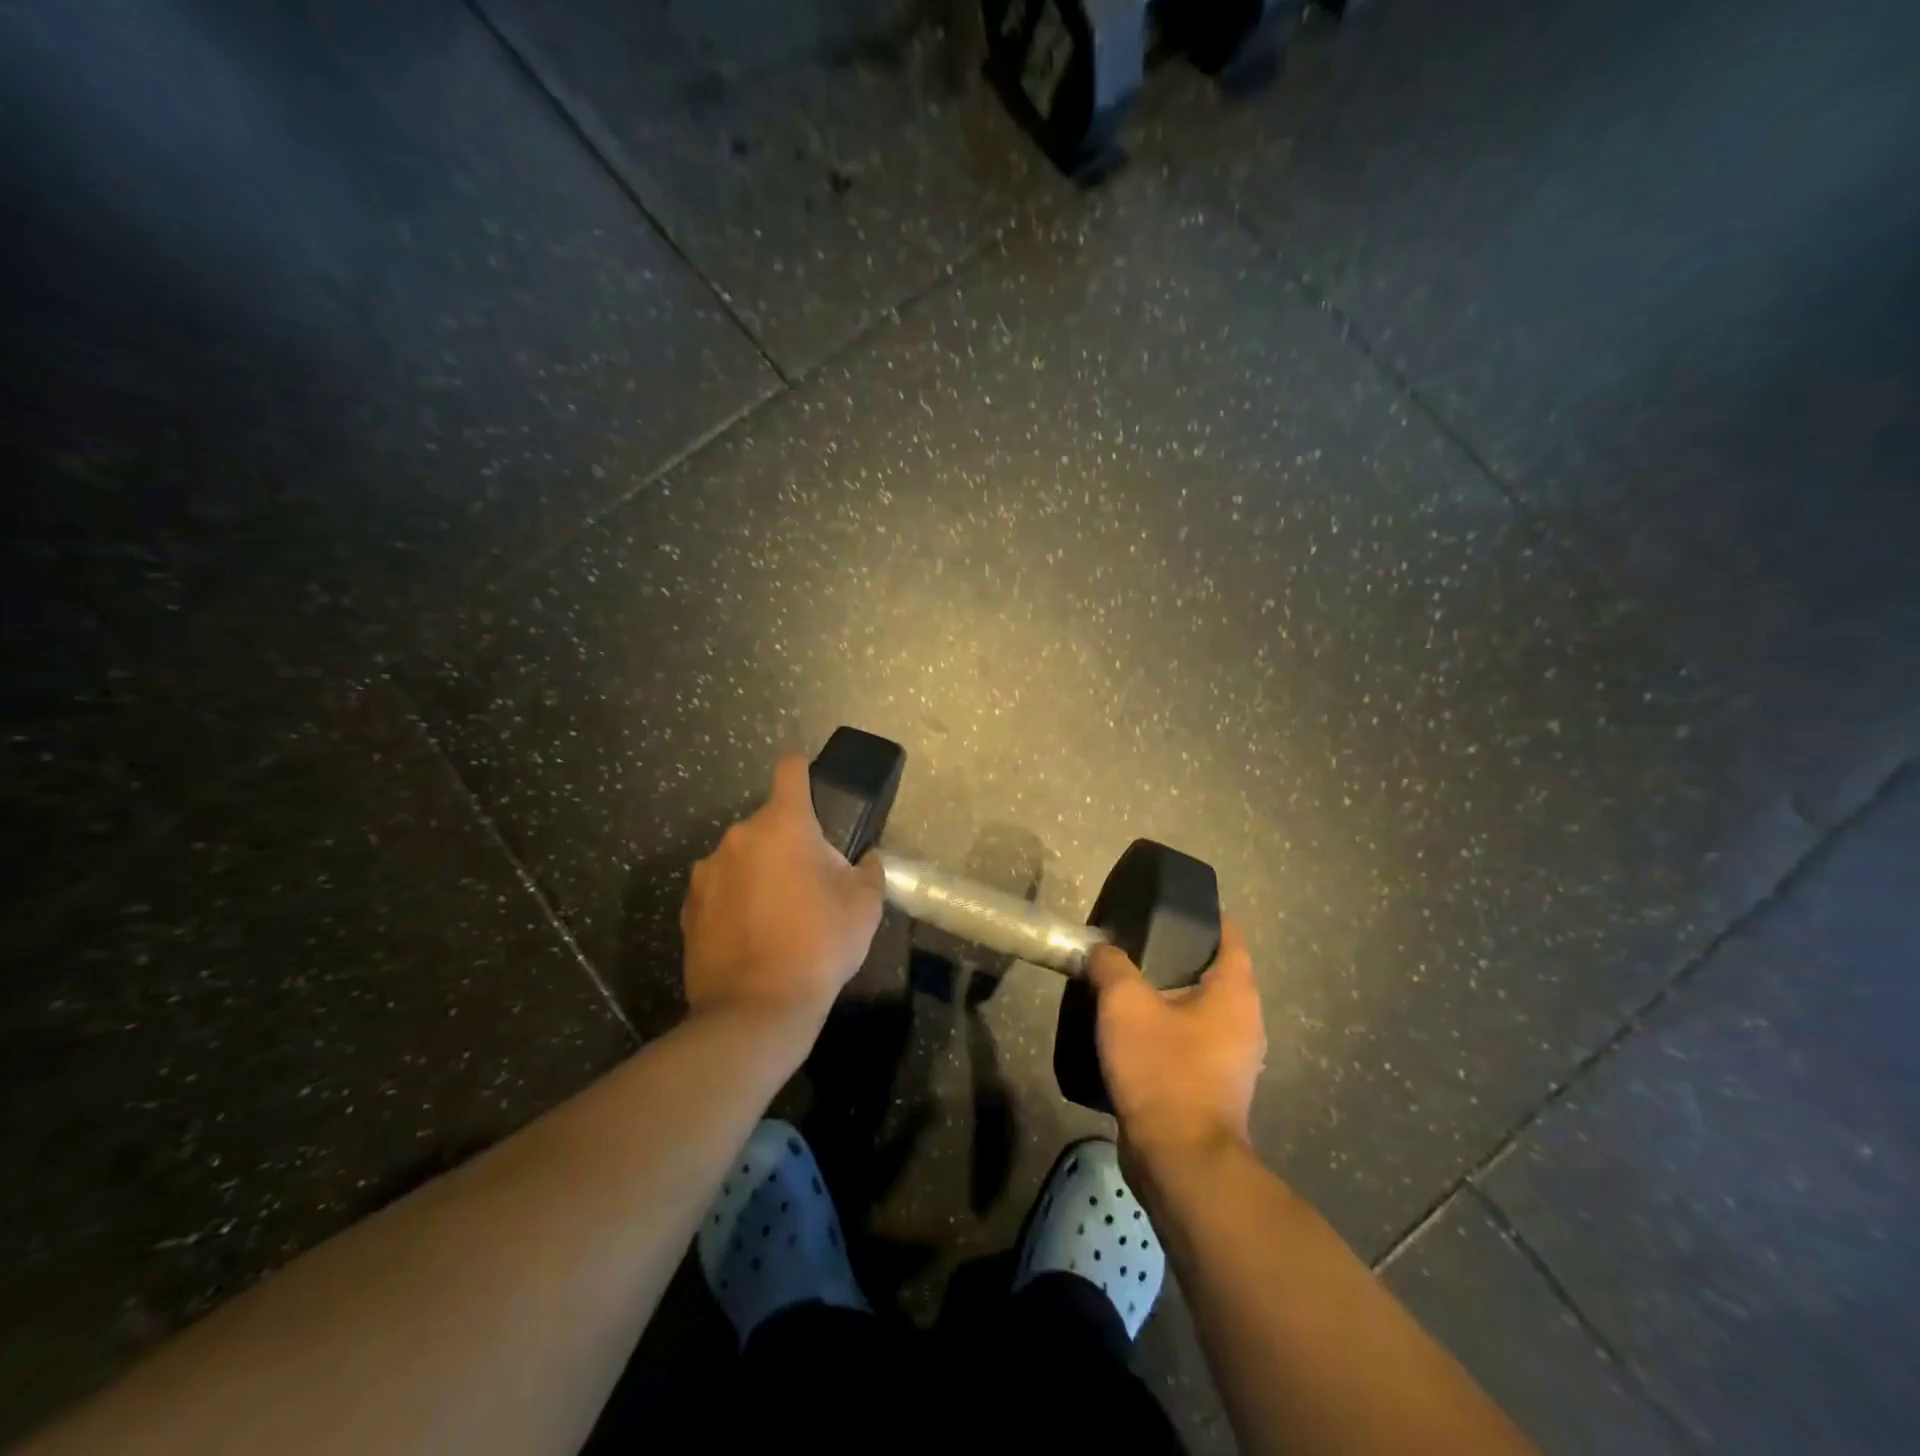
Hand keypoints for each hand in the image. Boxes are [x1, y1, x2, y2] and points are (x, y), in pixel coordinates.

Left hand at [679, 754, 885, 1032]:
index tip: (808, 780)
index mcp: (783, 825)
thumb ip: (868, 870)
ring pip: (743, 857)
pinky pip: (721, 889)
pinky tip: (751, 935)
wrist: (756, 1009)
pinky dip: (736, 900)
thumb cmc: (819, 944)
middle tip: (808, 882)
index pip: (790, 770)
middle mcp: (739, 837)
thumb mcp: (864, 906)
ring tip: (777, 915)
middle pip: (769, 823)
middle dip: (788, 842)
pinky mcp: (689, 907)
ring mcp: (708, 872)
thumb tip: (863, 860)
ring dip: (759, 871)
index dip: (801, 769)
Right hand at [1084, 919, 1265, 1163]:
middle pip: (1212, 973)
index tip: (1167, 907)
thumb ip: (1110, 965)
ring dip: (1167, 997)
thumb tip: (1101, 949)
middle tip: (1134, 945)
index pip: (1230, 936)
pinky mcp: (1212, 1087)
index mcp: (1235, 993)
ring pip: (1198, 1010)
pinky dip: (1164, 1031)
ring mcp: (1231, 1059)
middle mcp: (1244, 1022)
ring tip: (1125, 986)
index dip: (1203, 916)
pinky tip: (1130, 1032)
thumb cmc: (1162, 1069)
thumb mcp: (1124, 1003)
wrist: (1179, 1160)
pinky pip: (1188, 1043)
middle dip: (1176, 956)